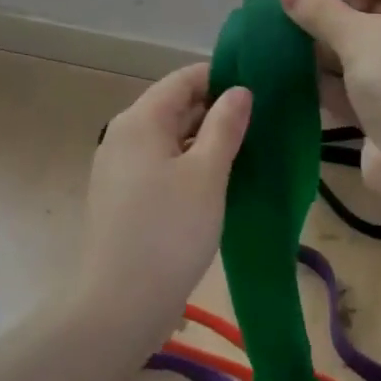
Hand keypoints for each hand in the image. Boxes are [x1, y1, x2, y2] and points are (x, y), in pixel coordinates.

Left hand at [75, 63, 251, 320]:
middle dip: (216, 109)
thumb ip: (225, 126)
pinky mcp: (122, 197)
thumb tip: (240, 90)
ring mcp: (118, 168)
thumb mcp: (208, 174)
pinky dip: (188, 163)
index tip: (259, 86)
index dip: (220, 77)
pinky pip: (160, 164)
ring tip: (247, 148)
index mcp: (140, 120)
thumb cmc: (170, 231)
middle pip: (173, 107)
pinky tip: (217, 180)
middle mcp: (123, 136)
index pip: (183, 79)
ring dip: (205, 139)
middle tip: (261, 120)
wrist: (121, 303)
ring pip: (168, 138)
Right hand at [280, 0, 380, 209]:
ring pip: (359, 51)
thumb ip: (320, 10)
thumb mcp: (359, 35)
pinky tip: (289, 78)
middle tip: (288, 12)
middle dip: (331, 9)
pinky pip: (352, 87)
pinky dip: (326, 82)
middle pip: (373, 9)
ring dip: (323, 47)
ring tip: (279, 42)